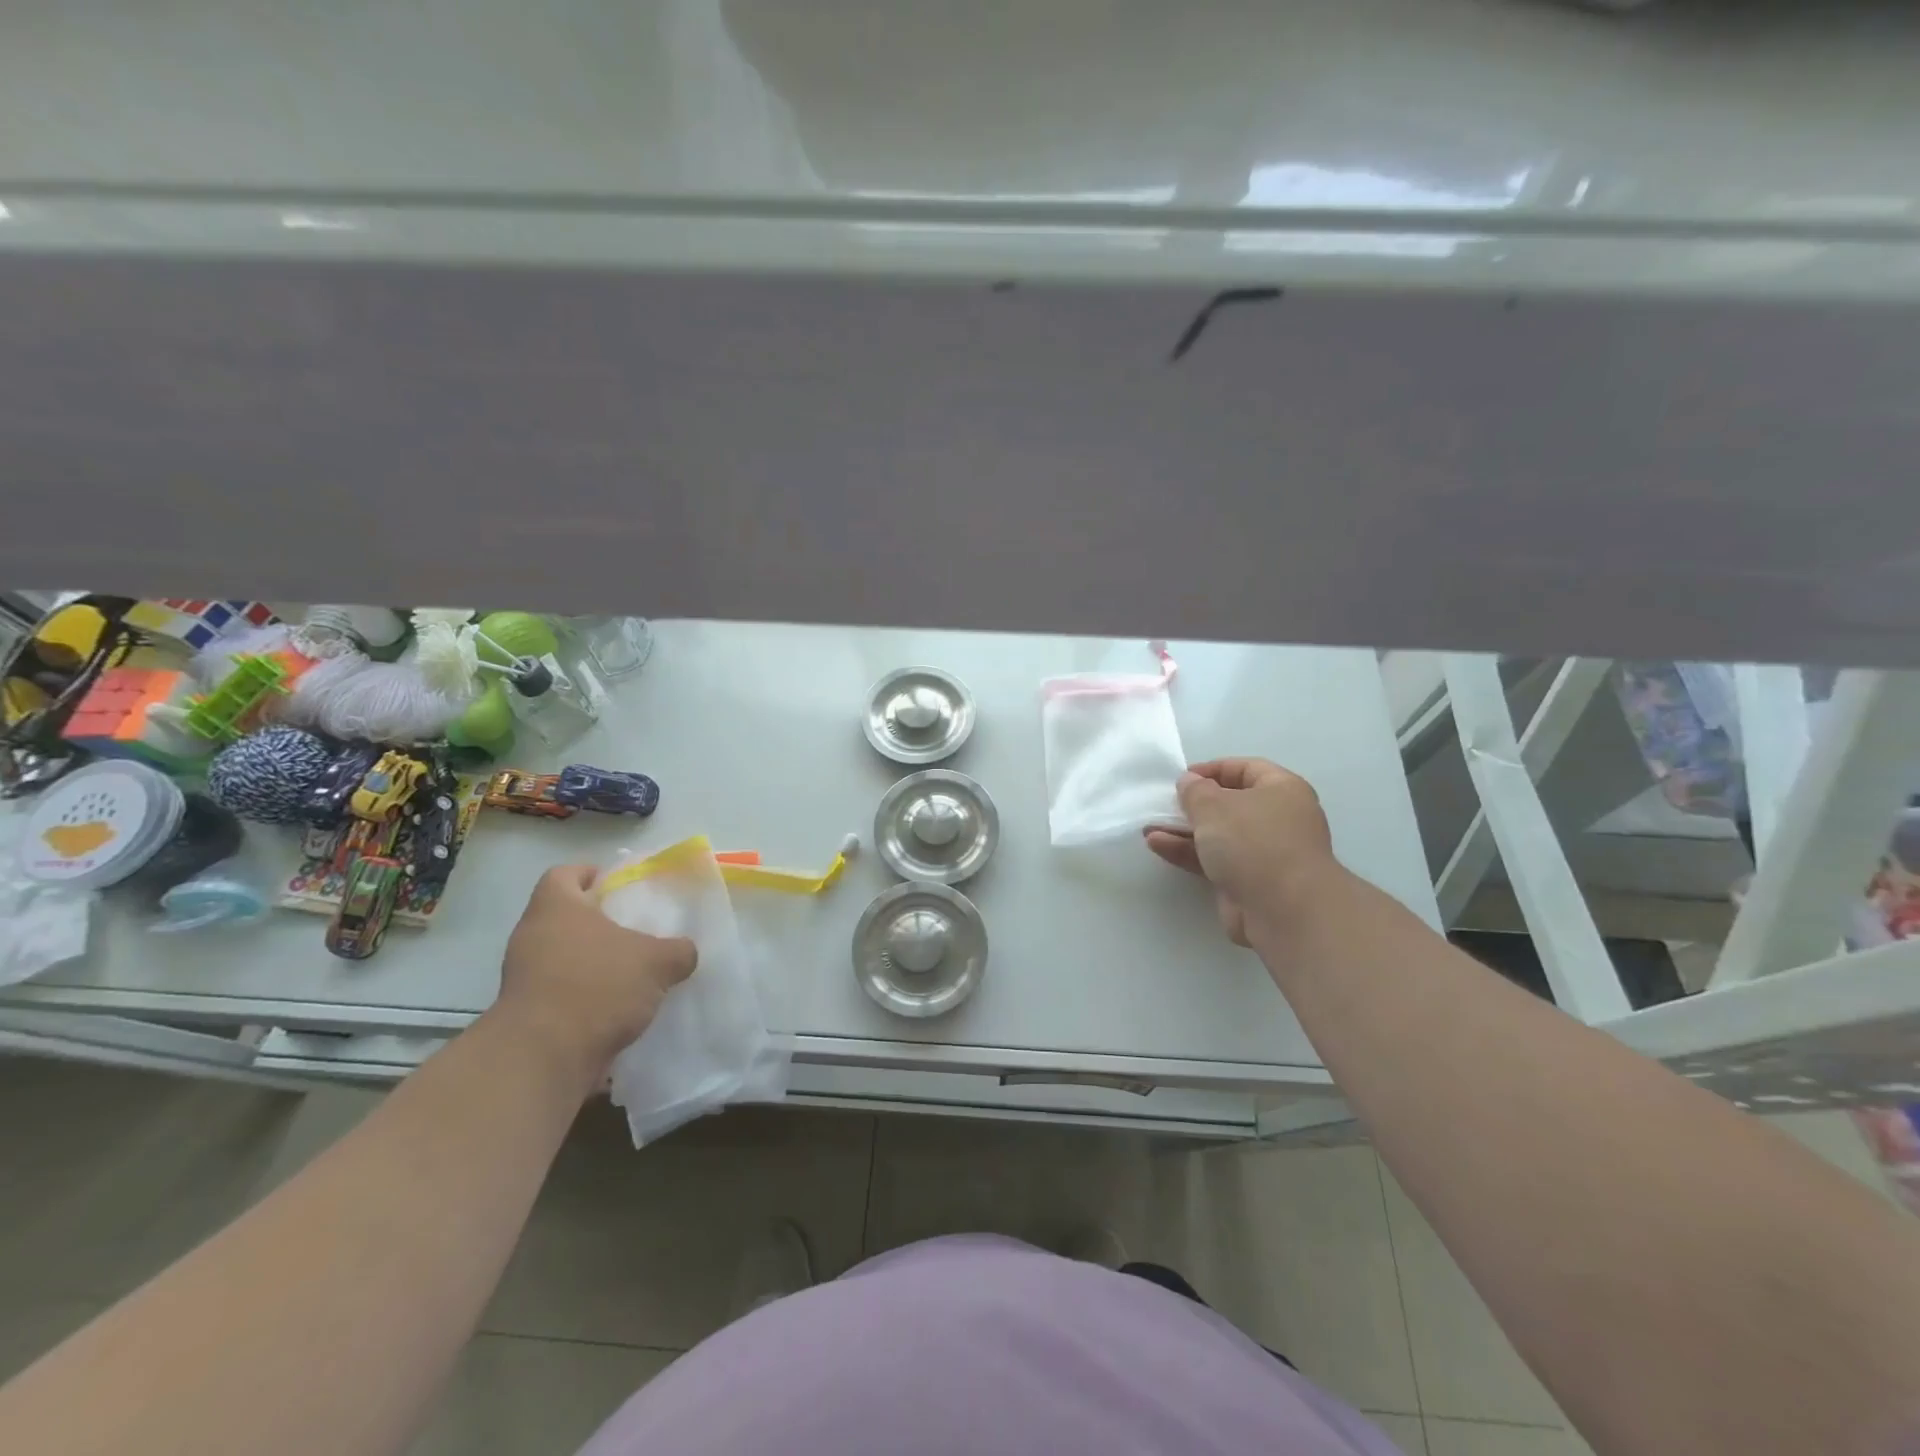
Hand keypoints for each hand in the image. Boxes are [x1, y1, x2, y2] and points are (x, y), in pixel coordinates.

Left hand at [492, 865, 697, 1091]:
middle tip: (635, 929)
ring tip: (632, 972)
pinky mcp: (525, 1014)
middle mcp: (532, 936)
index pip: (564, 874)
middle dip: (599, 923)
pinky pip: (560, 992)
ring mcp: (523, 977)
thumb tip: (685, 952)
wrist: (543, 1059)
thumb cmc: (597, 987)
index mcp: (556, 908)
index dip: (590, 874)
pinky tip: (617, 1008)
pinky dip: (585, 996)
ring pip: (563, 956)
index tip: (616, 884)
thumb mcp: (657, 962)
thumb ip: (678, 950)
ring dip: (593, 962)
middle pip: (565, 917)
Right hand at [1144, 758, 1335, 945]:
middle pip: (1230, 804)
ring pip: (1219, 835)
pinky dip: (1188, 852)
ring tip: (1150, 828)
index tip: (1182, 778)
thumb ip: (1195, 790)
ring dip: (1184, 830)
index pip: (1246, 769)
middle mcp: (1278, 819)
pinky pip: (1214, 860)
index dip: (1213, 769)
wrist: (1284, 910)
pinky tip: (1158, 846)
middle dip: (1194, 804)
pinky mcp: (1249, 882)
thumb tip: (1190, 782)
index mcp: (1282, 790)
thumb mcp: (1214, 805)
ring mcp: (1264, 853)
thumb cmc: (1253, 841)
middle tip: (1165, 804)